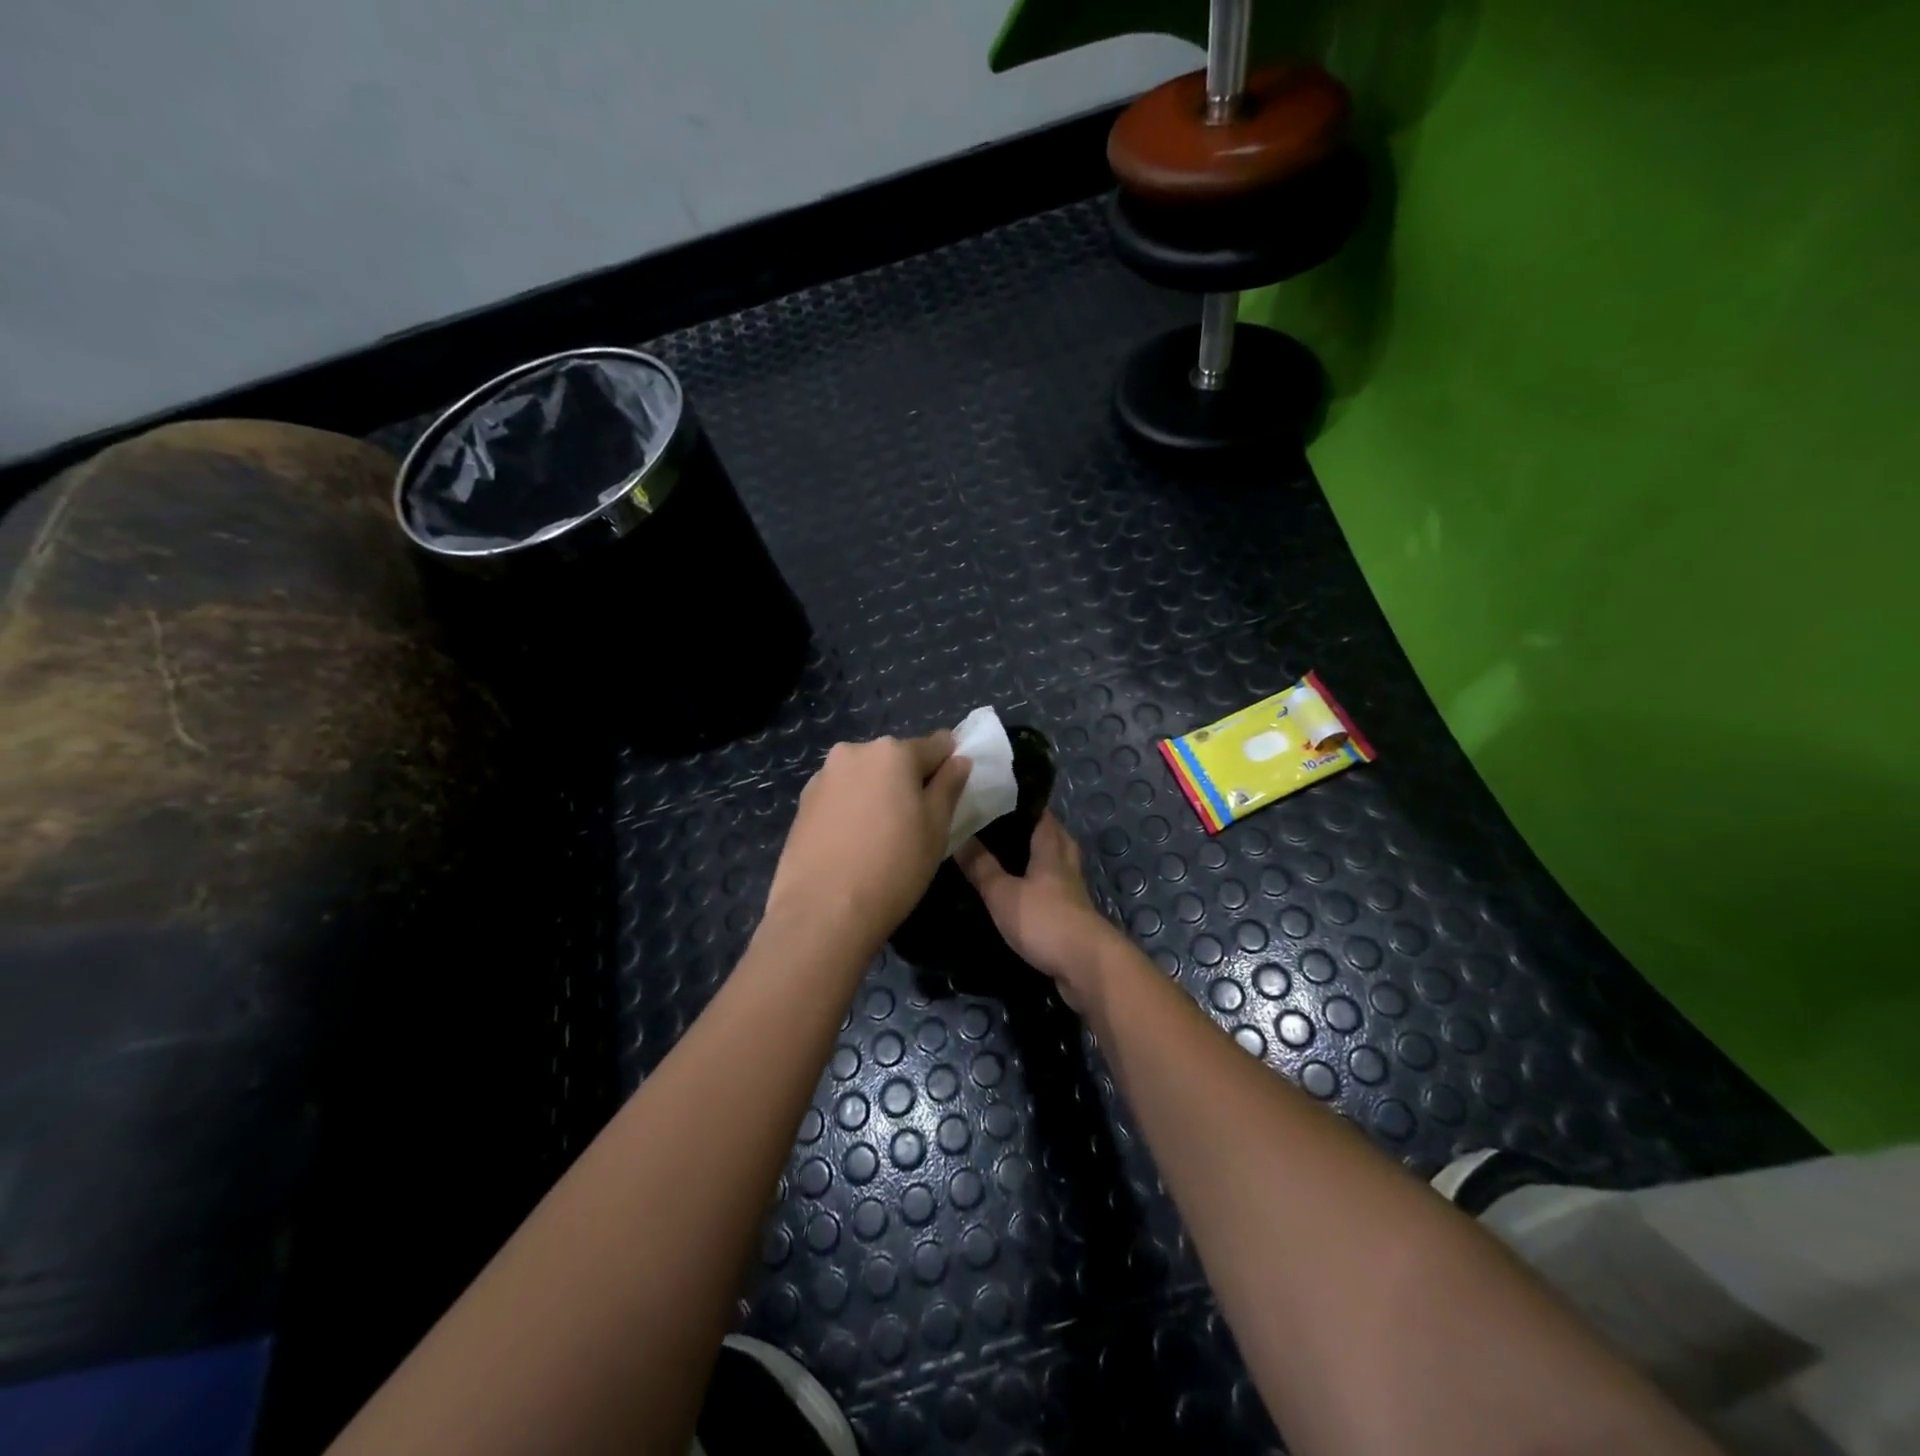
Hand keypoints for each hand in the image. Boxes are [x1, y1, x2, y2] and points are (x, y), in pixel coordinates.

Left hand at [763, 733, 970, 960]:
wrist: (822, 912)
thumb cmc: (893, 867)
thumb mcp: (936, 828)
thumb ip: (948, 787)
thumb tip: (959, 760)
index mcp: (892, 752)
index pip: (936, 745)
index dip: (949, 765)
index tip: (951, 792)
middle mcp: (854, 752)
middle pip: (895, 759)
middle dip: (909, 781)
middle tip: (917, 822)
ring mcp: (823, 776)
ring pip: (865, 777)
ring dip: (878, 794)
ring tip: (881, 838)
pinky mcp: (803, 803)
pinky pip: (840, 796)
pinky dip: (852, 810)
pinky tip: (854, 844)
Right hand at [956, 812, 1123, 1010]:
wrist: (1085, 966)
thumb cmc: (1044, 920)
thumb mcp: (1002, 893)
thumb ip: (981, 866)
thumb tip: (959, 836)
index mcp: (1051, 848)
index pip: (1041, 814)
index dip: (1021, 803)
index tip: (997, 796)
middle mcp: (1066, 864)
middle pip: (1053, 836)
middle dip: (1030, 829)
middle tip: (999, 827)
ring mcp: (1072, 891)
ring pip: (1055, 864)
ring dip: (1036, 859)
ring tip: (1005, 858)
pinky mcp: (1072, 916)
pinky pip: (1054, 890)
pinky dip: (1038, 886)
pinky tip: (1020, 893)